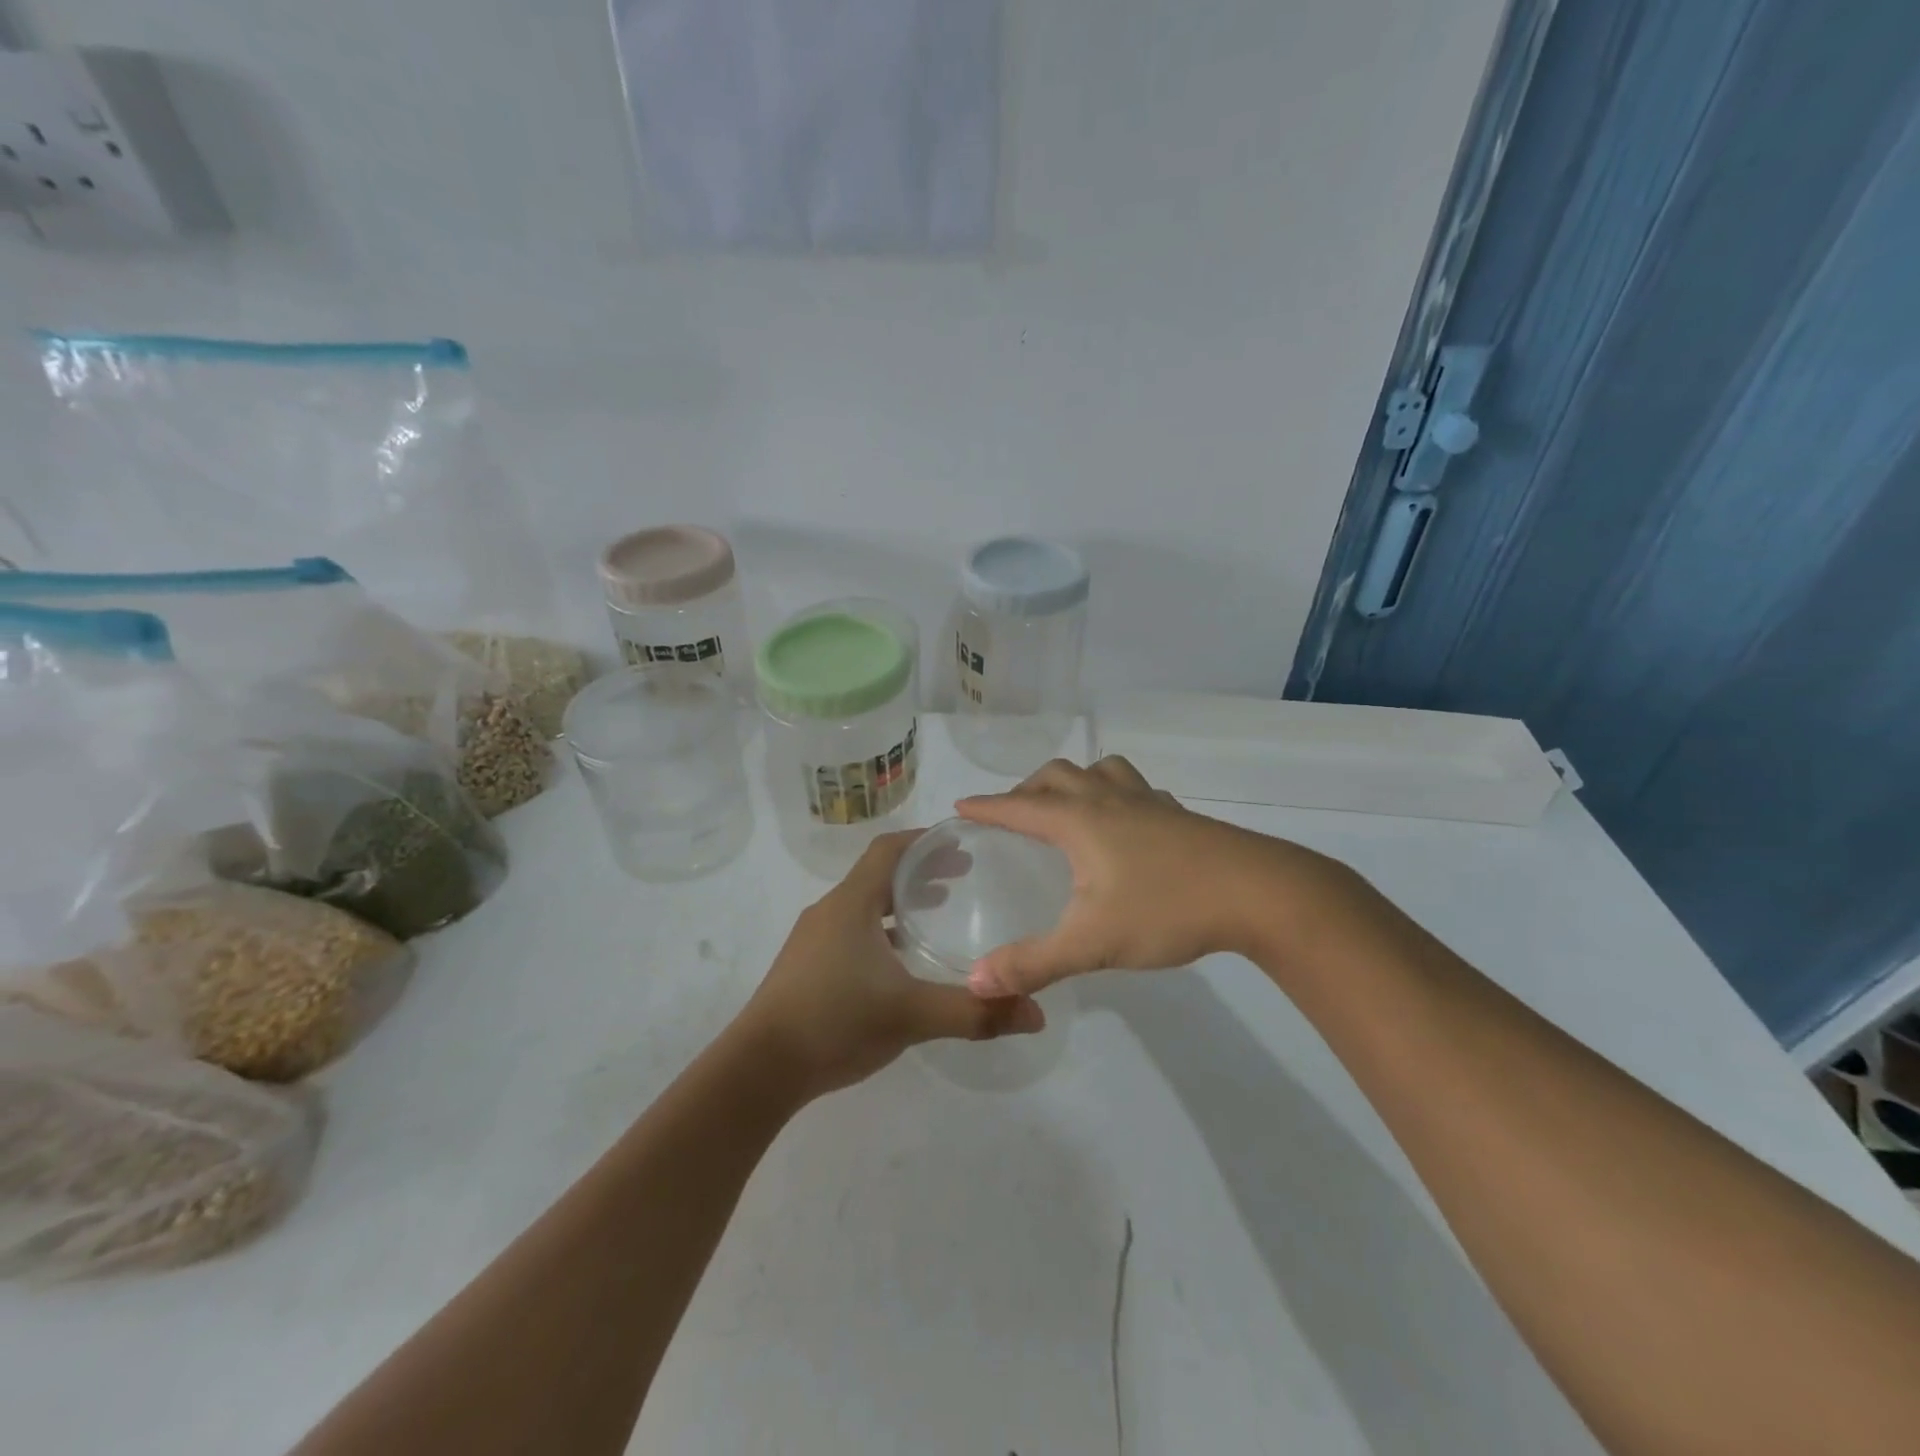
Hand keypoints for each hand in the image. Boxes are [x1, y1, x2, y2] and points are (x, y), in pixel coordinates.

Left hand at [740, 831, 1044, 1097]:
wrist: (758, 1069)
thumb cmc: (834, 1022)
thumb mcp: (911, 1015)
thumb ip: (974, 1012)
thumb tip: (1035, 1012)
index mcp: (851, 903)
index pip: (889, 849)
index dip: (925, 840)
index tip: (962, 843)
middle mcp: (830, 911)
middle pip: (879, 874)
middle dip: (921, 871)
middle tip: (963, 878)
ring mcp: (813, 939)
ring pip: (864, 904)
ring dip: (900, 902)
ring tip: (937, 913)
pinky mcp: (806, 966)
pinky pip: (852, 931)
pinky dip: (882, 930)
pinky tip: (900, 963)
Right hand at [957, 755, 1352, 996]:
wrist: (1259, 893)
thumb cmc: (1167, 908)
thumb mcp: (1092, 942)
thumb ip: (1032, 963)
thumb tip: (976, 983)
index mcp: (1079, 821)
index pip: (1019, 807)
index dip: (987, 807)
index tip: (961, 807)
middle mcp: (1108, 800)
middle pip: (1057, 775)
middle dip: (1027, 789)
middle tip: (1015, 815)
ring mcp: (1148, 802)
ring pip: (1100, 770)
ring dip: (1074, 780)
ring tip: (1068, 806)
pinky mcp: (1178, 814)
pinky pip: (1134, 788)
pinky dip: (1114, 793)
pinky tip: (1126, 823)